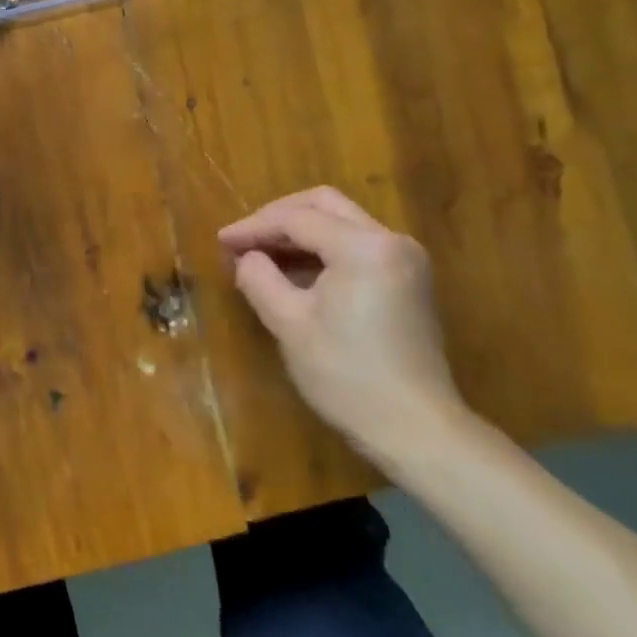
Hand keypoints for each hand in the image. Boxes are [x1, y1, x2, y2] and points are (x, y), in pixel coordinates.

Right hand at [218, 187, 466, 461]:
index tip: (221, 241)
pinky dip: (323, 249)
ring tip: (262, 254)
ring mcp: (406, 259)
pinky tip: (295, 271)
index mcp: (364, 247)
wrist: (416, 431)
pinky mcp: (409, 280)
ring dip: (300, 232)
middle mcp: (391, 240)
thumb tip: (246, 258)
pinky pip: (358, 245)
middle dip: (278, 217)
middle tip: (243, 239)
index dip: (253, 227)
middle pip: (324, 205)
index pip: (297, 219)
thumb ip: (259, 278)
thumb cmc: (347, 376)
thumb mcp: (289, 324)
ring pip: (342, 222)